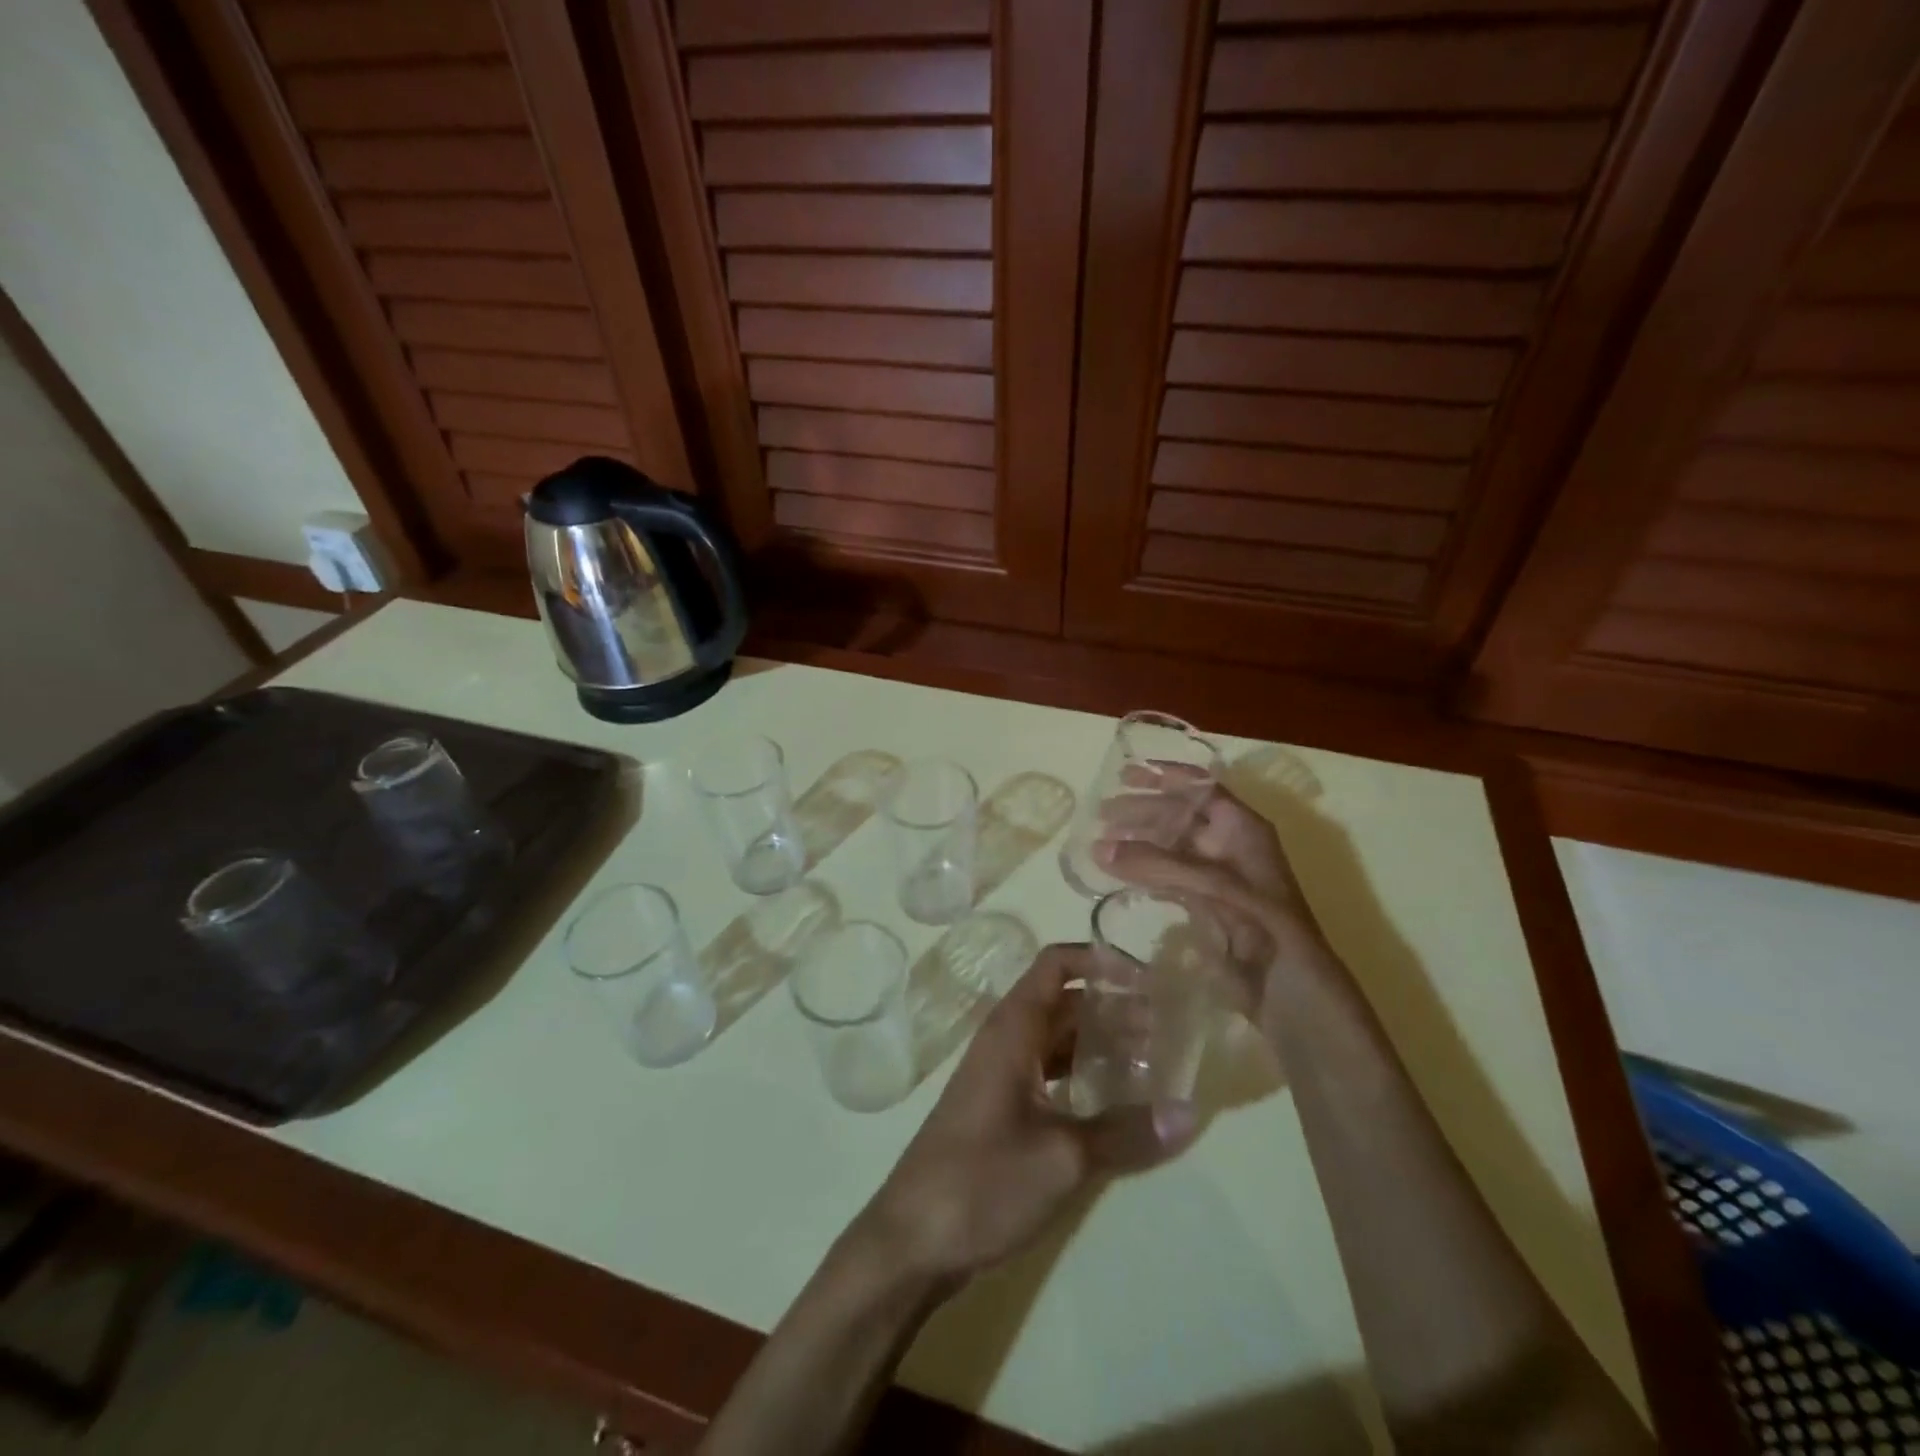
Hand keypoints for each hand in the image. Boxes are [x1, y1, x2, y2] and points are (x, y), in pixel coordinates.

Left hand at [858, 945, 1197, 1286]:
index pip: (1056, 965)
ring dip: (1100, 1044)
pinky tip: (1116, 1103)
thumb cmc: (983, 1181)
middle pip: (1064, 1002)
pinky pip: (1048, 1073)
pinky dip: (1082, 1076)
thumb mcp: (1062, 1157)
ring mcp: (1001, 1075)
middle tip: (1167, 1027)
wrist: (912, 1241)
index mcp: (1013, 1029)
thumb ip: (1125, 1132)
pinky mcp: (1001, 1108)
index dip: (1100, 961)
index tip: (1149, 979)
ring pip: (1057, 1040)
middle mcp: (1006, 1040)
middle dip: (1113, 1007)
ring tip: (1153, 1061)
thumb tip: (1190, 1113)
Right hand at [1093, 767, 1333, 1022]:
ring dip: (1138, 843)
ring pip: (1170, 848)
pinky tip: (1118, 875)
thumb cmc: (1265, 925)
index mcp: (1243, 829)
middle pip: (1180, 817)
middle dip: (1142, 811)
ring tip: (1100, 843)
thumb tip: (1098, 848)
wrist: (1290, 990)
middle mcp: (1229, 846)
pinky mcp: (1204, 907)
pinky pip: (1168, 879)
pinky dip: (1143, 874)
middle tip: (1101, 814)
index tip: (1126, 772)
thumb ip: (1157, 864)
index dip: (1167, 777)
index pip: (1202, 790)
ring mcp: (1216, 877)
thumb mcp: (1215, 886)